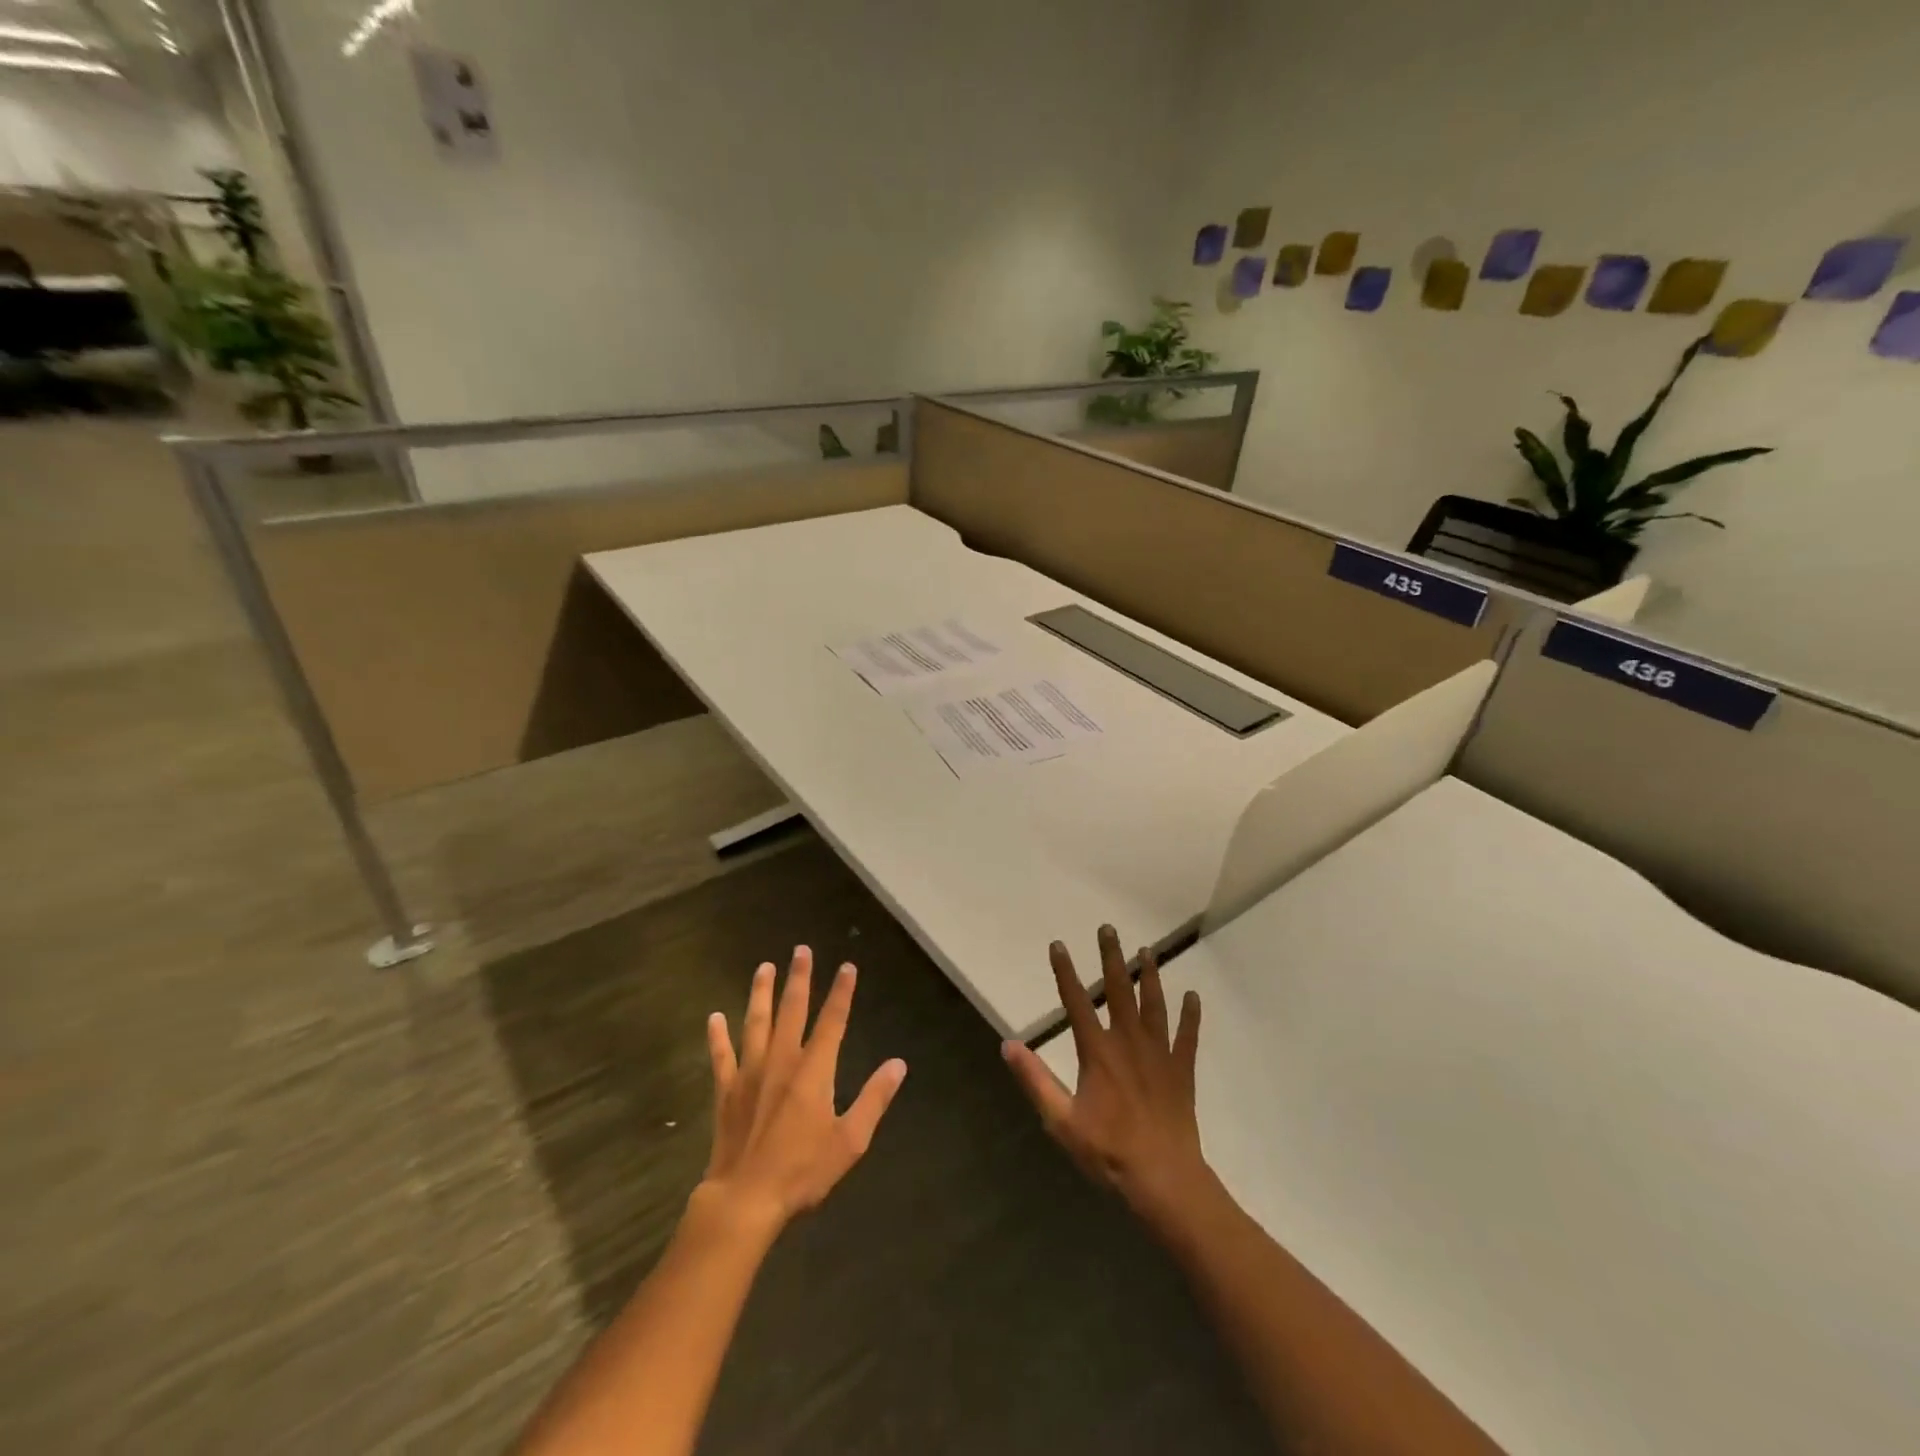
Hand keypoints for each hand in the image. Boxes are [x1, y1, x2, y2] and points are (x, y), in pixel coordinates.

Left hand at [699, 947, 907, 1231]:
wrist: (745, 1200)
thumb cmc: (802, 1171)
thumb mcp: (850, 1141)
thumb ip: (874, 1099)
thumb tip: (898, 1064)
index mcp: (814, 1071)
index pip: (832, 1021)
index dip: (841, 993)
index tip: (847, 966)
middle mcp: (782, 1061)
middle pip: (792, 1010)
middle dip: (799, 978)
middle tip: (801, 950)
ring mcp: (750, 1074)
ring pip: (756, 1023)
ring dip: (761, 993)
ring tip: (764, 967)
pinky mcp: (726, 1091)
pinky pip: (721, 1056)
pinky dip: (717, 1036)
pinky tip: (713, 1017)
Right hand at [1002, 925, 1209, 1228]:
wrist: (1164, 1179)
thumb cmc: (1108, 1151)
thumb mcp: (1061, 1120)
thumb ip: (1035, 1080)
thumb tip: (1008, 1044)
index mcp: (1097, 1051)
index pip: (1076, 1002)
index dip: (1065, 972)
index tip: (1058, 945)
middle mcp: (1128, 1042)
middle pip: (1118, 990)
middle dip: (1111, 958)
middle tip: (1108, 929)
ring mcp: (1159, 1053)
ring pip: (1154, 1004)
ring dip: (1149, 976)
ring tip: (1146, 950)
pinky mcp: (1182, 1070)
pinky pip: (1187, 1036)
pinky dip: (1190, 1015)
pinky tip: (1193, 996)